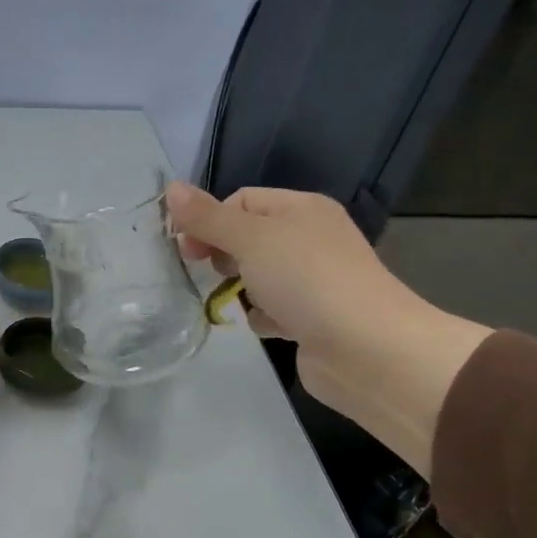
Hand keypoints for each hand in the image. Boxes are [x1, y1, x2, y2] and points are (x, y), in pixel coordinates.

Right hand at [164, 181, 489, 475]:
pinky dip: (264, 317)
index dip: (210, 220)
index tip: (187, 249)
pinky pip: (273, 309)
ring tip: (237, 301)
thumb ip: (208, 217)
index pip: (241, 200)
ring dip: (241, 288)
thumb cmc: (306, 280)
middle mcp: (310, 238)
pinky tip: (267, 327)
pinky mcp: (312, 317)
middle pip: (248, 236)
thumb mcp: (251, 239)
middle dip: (223, 253)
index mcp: (301, 209)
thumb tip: (170, 188)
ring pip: (258, 275)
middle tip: (208, 272)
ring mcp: (313, 279)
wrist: (366, 349)